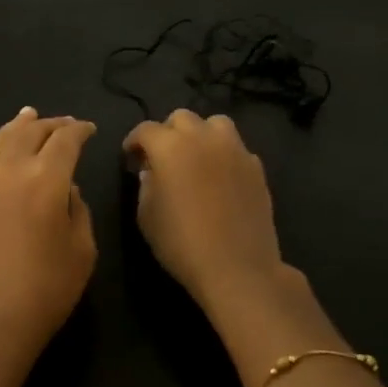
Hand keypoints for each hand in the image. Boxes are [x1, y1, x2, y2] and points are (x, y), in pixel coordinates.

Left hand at [0, 107, 98, 383]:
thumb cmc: (46, 289)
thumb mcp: (82, 249)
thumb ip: (78, 208)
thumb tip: (65, 187)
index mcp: (47, 178)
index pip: (65, 140)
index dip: (80, 130)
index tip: (89, 129)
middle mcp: (11, 168)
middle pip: (32, 131)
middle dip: (51, 124)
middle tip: (65, 123)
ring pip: (1, 139)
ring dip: (20, 126)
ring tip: (29, 116)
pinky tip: (2, 150)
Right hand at [123, 109, 296, 316]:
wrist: (237, 268)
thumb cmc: (181, 243)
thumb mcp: (146, 216)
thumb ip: (146, 186)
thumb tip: (152, 172)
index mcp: (170, 146)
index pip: (145, 130)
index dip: (134, 141)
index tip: (131, 158)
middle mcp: (202, 138)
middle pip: (181, 118)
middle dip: (167, 132)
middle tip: (162, 157)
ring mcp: (234, 150)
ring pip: (215, 123)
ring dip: (201, 134)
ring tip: (196, 157)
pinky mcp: (256, 167)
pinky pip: (236, 148)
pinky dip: (224, 154)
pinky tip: (220, 177)